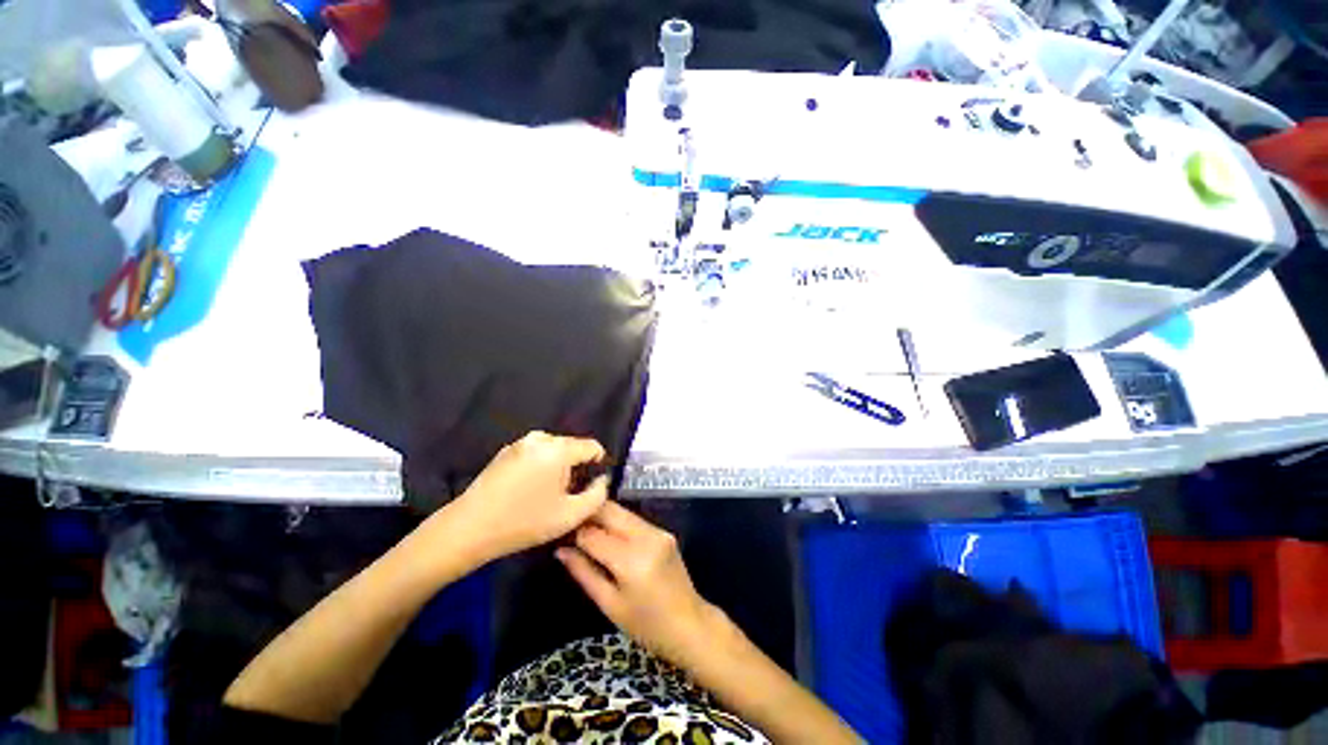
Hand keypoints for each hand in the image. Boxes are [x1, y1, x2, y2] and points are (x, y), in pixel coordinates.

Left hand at [439, 431, 607, 563]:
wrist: (468, 528)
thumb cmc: (524, 522)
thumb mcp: (570, 515)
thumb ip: (597, 495)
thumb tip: (602, 480)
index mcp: (558, 448)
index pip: (592, 446)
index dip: (599, 464)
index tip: (594, 486)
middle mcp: (540, 438)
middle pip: (572, 447)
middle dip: (576, 468)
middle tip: (569, 495)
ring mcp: (520, 443)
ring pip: (553, 451)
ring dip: (558, 467)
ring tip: (548, 495)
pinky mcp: (506, 452)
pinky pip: (535, 454)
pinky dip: (540, 467)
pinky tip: (529, 491)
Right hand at [556, 501, 718, 665]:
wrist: (689, 624)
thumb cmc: (646, 625)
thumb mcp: (609, 604)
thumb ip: (584, 573)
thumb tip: (560, 550)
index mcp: (631, 561)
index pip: (593, 535)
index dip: (573, 532)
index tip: (559, 534)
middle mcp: (646, 537)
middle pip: (610, 511)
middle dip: (587, 514)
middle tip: (568, 525)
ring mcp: (658, 531)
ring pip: (621, 512)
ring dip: (602, 516)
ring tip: (584, 529)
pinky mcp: (664, 531)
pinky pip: (634, 520)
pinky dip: (617, 523)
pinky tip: (607, 535)